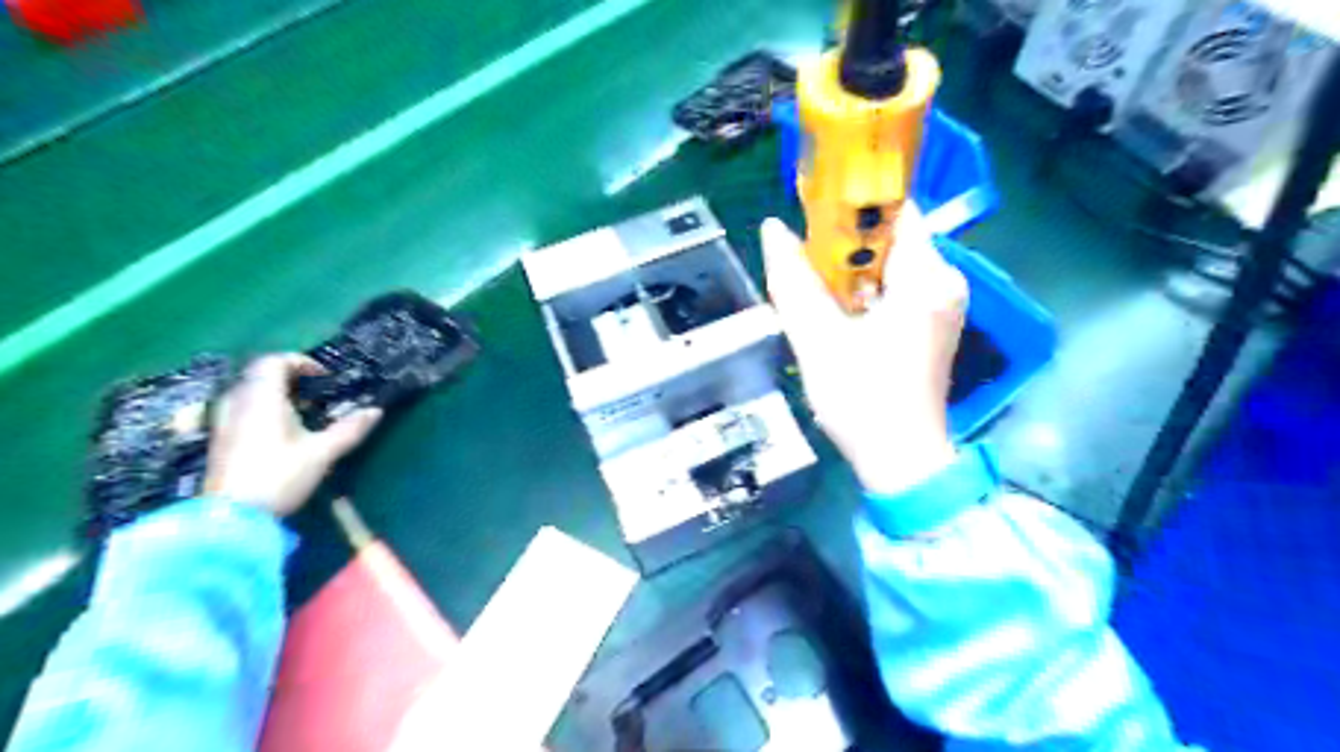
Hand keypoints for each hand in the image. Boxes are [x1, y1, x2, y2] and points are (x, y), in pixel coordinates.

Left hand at [203, 355, 380, 514]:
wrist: (231, 518)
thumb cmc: (279, 477)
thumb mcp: (322, 453)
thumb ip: (349, 429)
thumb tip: (376, 410)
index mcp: (261, 399)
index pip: (274, 362)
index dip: (301, 362)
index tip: (325, 378)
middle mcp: (238, 403)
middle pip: (259, 374)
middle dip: (290, 377)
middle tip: (317, 393)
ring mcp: (224, 421)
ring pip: (249, 392)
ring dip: (276, 394)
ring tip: (303, 412)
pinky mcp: (221, 439)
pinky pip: (242, 409)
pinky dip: (263, 409)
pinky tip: (282, 432)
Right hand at [758, 203, 968, 495]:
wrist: (901, 461)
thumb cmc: (863, 400)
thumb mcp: (818, 338)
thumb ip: (794, 281)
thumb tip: (772, 228)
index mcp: (926, 277)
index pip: (896, 209)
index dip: (852, 201)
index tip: (810, 208)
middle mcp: (944, 283)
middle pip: (893, 237)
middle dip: (845, 241)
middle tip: (802, 253)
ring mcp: (942, 306)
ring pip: (892, 264)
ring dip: (851, 268)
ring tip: (811, 282)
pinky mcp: (932, 325)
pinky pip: (896, 288)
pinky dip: (864, 290)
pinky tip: (836, 309)